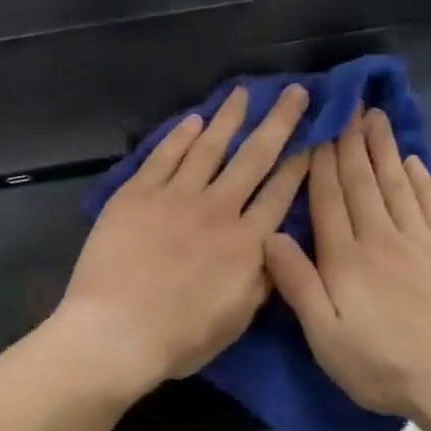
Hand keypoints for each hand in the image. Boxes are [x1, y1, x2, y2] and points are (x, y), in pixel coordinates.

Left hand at [54, 86, 311, 397]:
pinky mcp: (137, 194)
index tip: (315, 135)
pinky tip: (194, 120)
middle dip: (279, 122)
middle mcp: (218, 210)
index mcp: (247, 244)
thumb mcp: (237, 320)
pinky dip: (180, 136)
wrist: (115, 331)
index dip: (301, 162)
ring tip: (244, 93)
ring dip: (229, 118)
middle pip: (254, 158)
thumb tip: (278, 248)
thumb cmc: (178, 338)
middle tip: (295, 91)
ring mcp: (175, 197)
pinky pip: (164, 157)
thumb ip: (262, 280)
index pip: (281, 193)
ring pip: (209, 148)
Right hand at [264, 109, 430, 423]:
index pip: (329, 199)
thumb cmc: (380, 365)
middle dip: (352, 143)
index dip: (321, 162)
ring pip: (397, 185)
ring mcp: (421, 242)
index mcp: (346, 259)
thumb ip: (297, 284)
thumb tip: (270, 234)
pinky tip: (413, 160)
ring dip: (384, 149)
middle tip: (349, 105)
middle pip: (362, 182)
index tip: (318, 128)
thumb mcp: (324, 336)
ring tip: (376, 117)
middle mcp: (381, 238)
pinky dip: (422, 179)